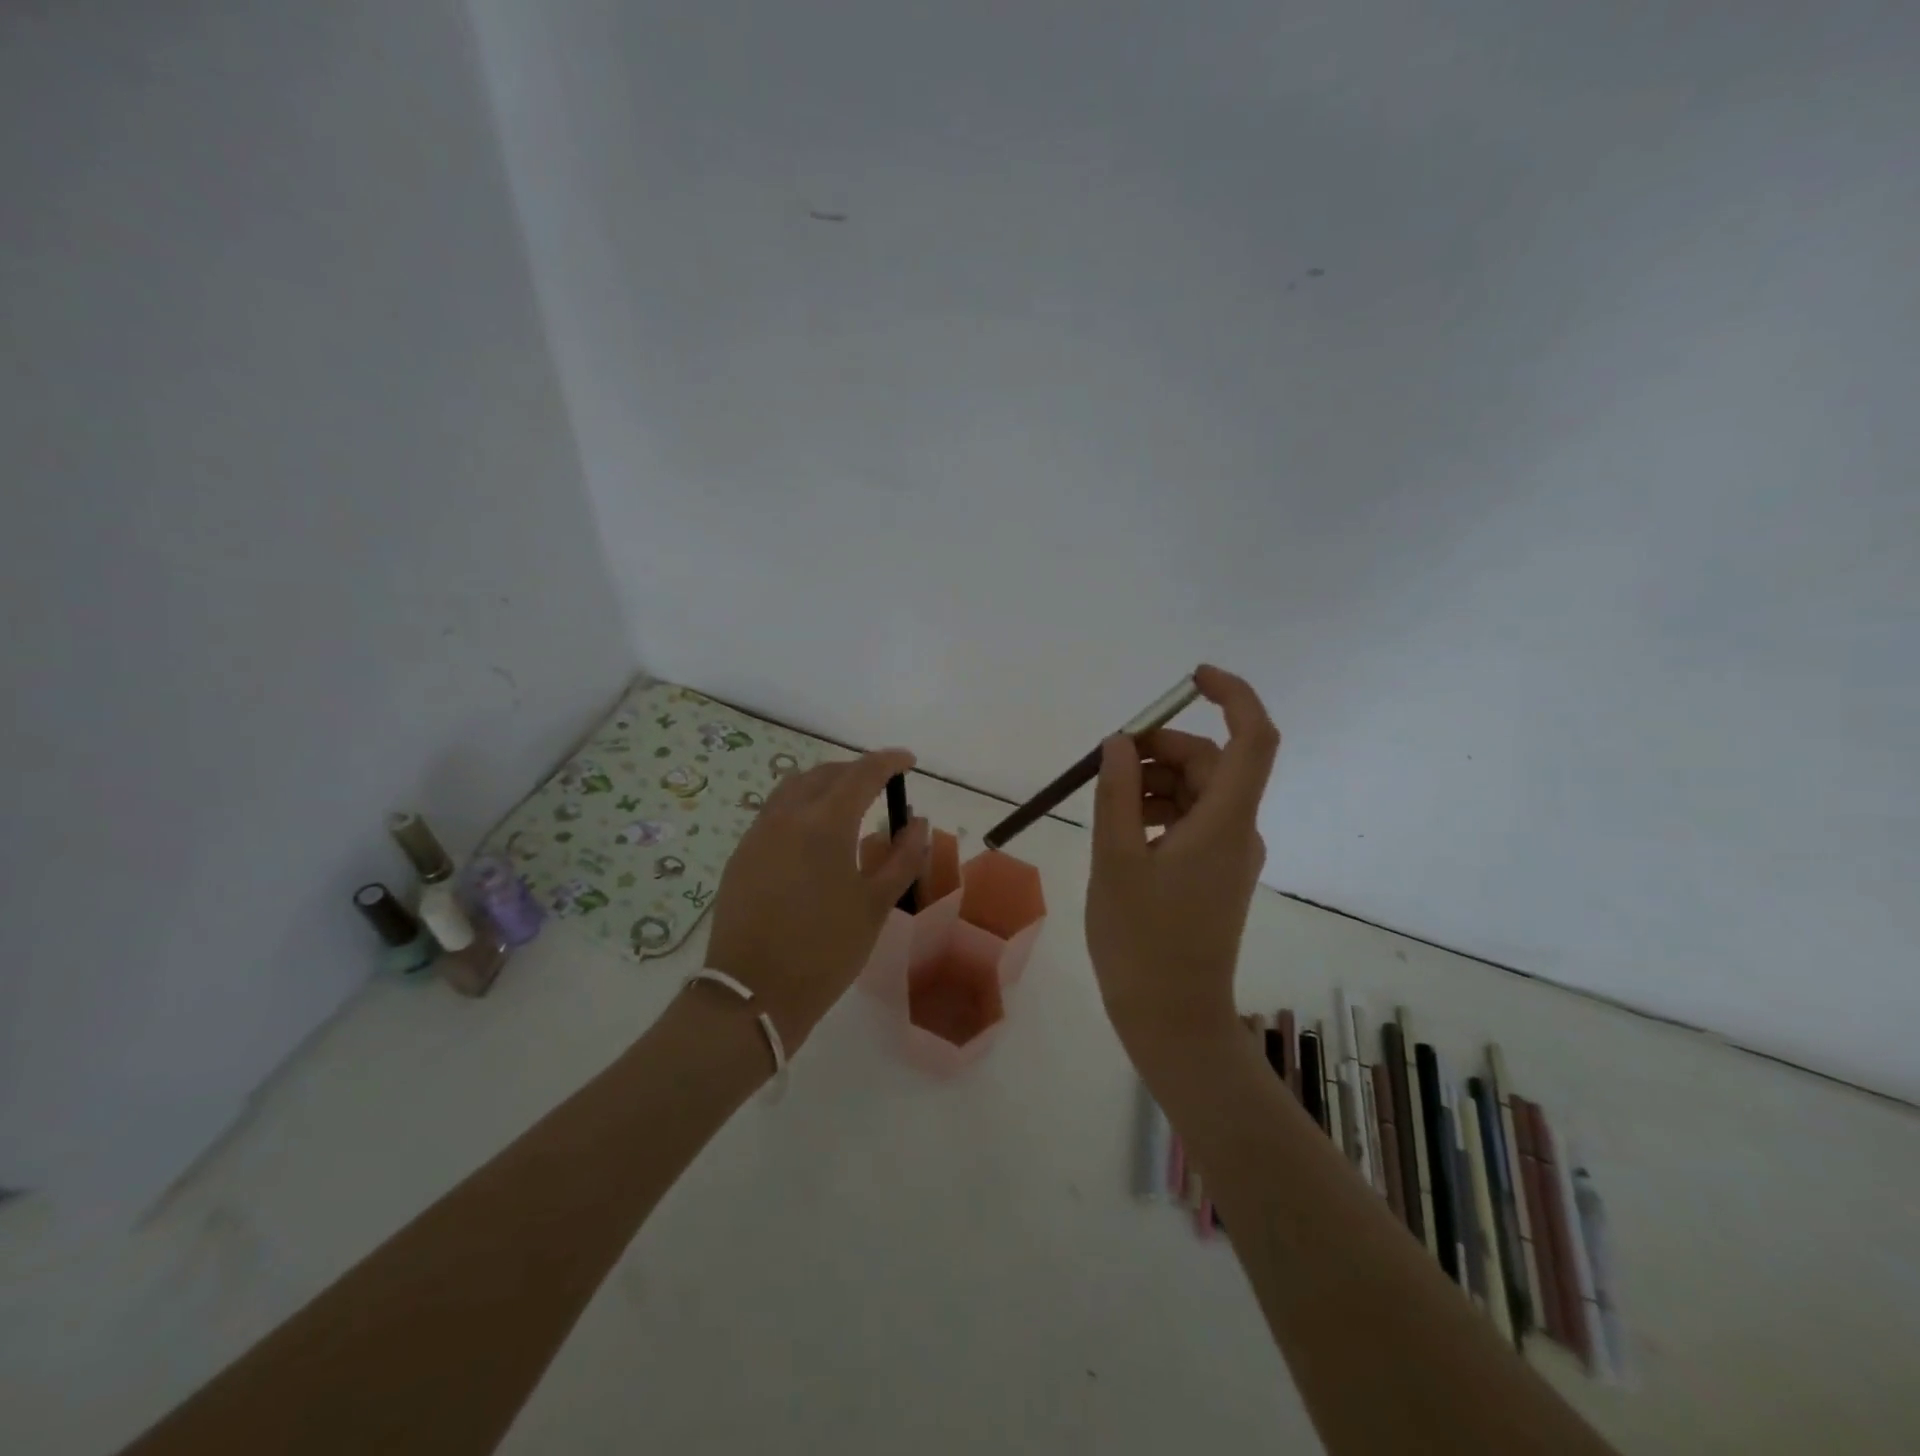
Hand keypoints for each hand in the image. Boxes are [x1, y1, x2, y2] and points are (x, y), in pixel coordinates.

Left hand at [701, 749, 928, 1051]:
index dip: (889, 761)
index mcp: (825, 822)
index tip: (909, 761)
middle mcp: (787, 815)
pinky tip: (812, 835)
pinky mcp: (741, 854)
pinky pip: (775, 812)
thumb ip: (902, 857)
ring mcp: (758, 833)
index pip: (862, 773)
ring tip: (847, 803)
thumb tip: (918, 821)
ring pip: (794, 787)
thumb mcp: (876, 904)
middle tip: (880, 784)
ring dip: (824, 784)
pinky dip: (800, 806)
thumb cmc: (826, 949)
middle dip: (856, 771)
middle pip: (825, 774)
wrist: (752, 993)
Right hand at [1084, 665, 1279, 1066]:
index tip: (1190, 679)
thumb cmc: (1141, 939)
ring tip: (1106, 805)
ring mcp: (1231, 854)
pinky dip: (1159, 811)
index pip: (1253, 737)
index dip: (1232, 695)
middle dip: (1161, 750)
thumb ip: (1117, 793)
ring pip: (1198, 792)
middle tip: (1108, 763)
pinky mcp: (1217, 873)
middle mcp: (1240, 831)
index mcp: (1225, 822)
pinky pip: (1192, 821)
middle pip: (1212, 763)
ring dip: (1155, 783)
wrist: (1172, 1017)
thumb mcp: (1115, 858)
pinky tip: (1122, 831)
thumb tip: (1120, 743)